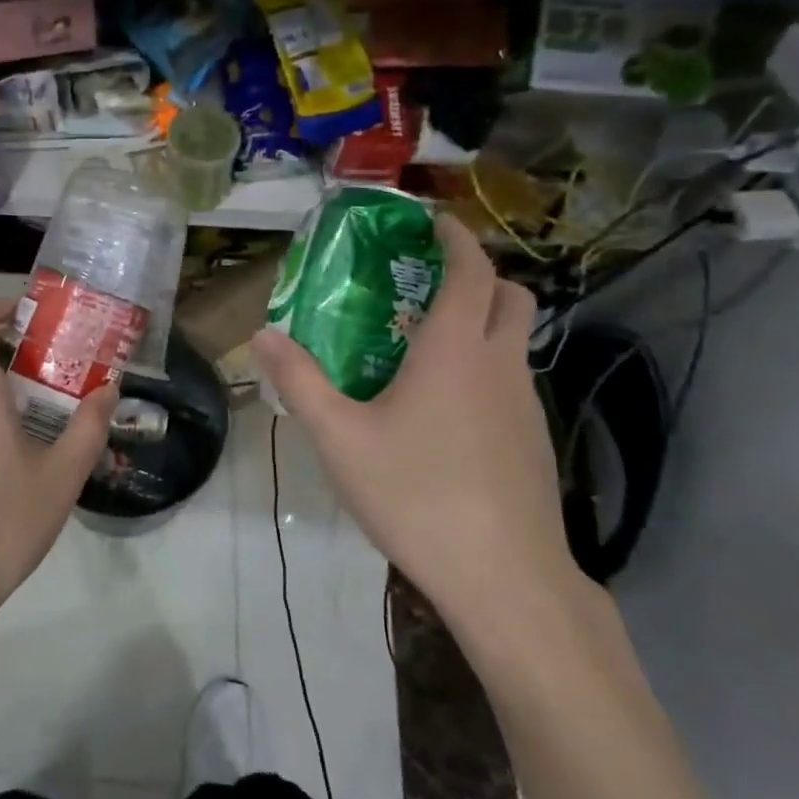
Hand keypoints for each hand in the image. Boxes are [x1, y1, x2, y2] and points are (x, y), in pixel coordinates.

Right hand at [251, 213, 576, 624]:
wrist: (503, 577)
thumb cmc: (415, 494)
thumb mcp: (339, 438)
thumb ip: (299, 382)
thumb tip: (262, 334)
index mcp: (454, 351)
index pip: (470, 271)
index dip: (456, 238)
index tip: (435, 222)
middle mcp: (499, 365)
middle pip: (511, 296)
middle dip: (480, 274)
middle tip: (432, 280)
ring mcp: (526, 404)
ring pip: (516, 340)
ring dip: (484, 322)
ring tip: (428, 344)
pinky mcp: (535, 440)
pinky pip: (513, 380)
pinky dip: (487, 366)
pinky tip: (447, 408)